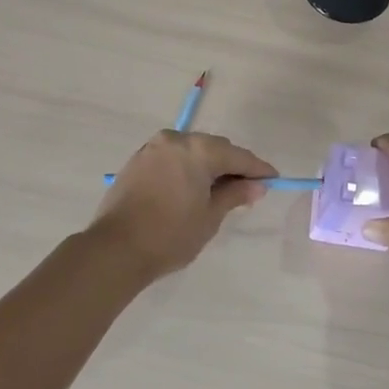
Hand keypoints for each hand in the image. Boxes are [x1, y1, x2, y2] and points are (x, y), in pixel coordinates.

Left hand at [91, 130, 276, 282]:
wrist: (115, 249)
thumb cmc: (170, 235)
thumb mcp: (210, 217)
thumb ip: (235, 194)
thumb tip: (257, 185)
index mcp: (198, 150)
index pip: (237, 155)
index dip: (257, 168)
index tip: (273, 178)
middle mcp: (176, 139)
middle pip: (214, 147)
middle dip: (231, 165)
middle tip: (248, 186)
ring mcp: (153, 148)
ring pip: (191, 150)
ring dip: (207, 165)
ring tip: (219, 189)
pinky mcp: (137, 160)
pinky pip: (172, 158)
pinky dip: (186, 168)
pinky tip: (191, 187)